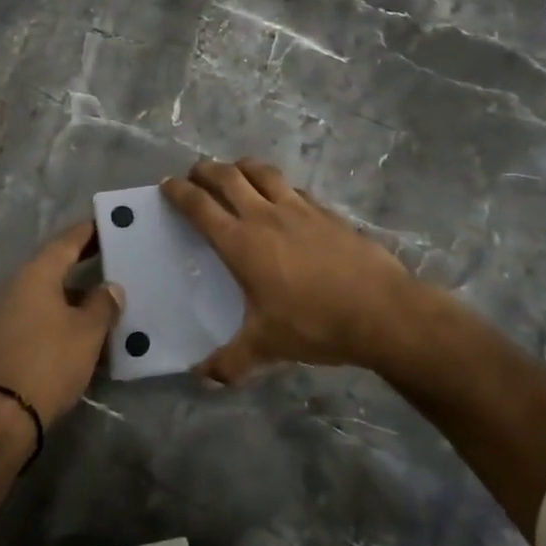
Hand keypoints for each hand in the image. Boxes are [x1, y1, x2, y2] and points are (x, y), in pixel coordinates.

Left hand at [0, 220, 121, 426]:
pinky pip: (40, 315)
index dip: (88, 232)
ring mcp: (8, 313)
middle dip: (83, 261)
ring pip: (48, 293)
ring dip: (74, 292)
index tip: (107, 223)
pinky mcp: (6, 339)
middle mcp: (18, 286)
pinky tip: (82, 328)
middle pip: (55, 265)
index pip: (66, 242)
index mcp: (37, 274)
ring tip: (104, 297)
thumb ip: (103, 304)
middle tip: (111, 255)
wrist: (3, 414)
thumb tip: (111, 286)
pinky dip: (62, 314)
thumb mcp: (87, 332)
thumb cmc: (50, 361)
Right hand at [161, 158, 418, 384]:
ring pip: (262, 172)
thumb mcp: (267, 347)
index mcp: (241, 242)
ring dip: (241, 167)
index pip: (200, 206)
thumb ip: (231, 362)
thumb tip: (202, 378)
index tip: (167, 185)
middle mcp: (264, 216)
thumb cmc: (314, 324)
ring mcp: (297, 209)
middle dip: (205, 170)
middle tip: (194, 173)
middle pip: (227, 177)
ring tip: (235, 171)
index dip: (179, 192)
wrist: (379, 310)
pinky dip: (278, 185)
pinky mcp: (325, 211)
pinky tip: (282, 197)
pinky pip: (293, 188)